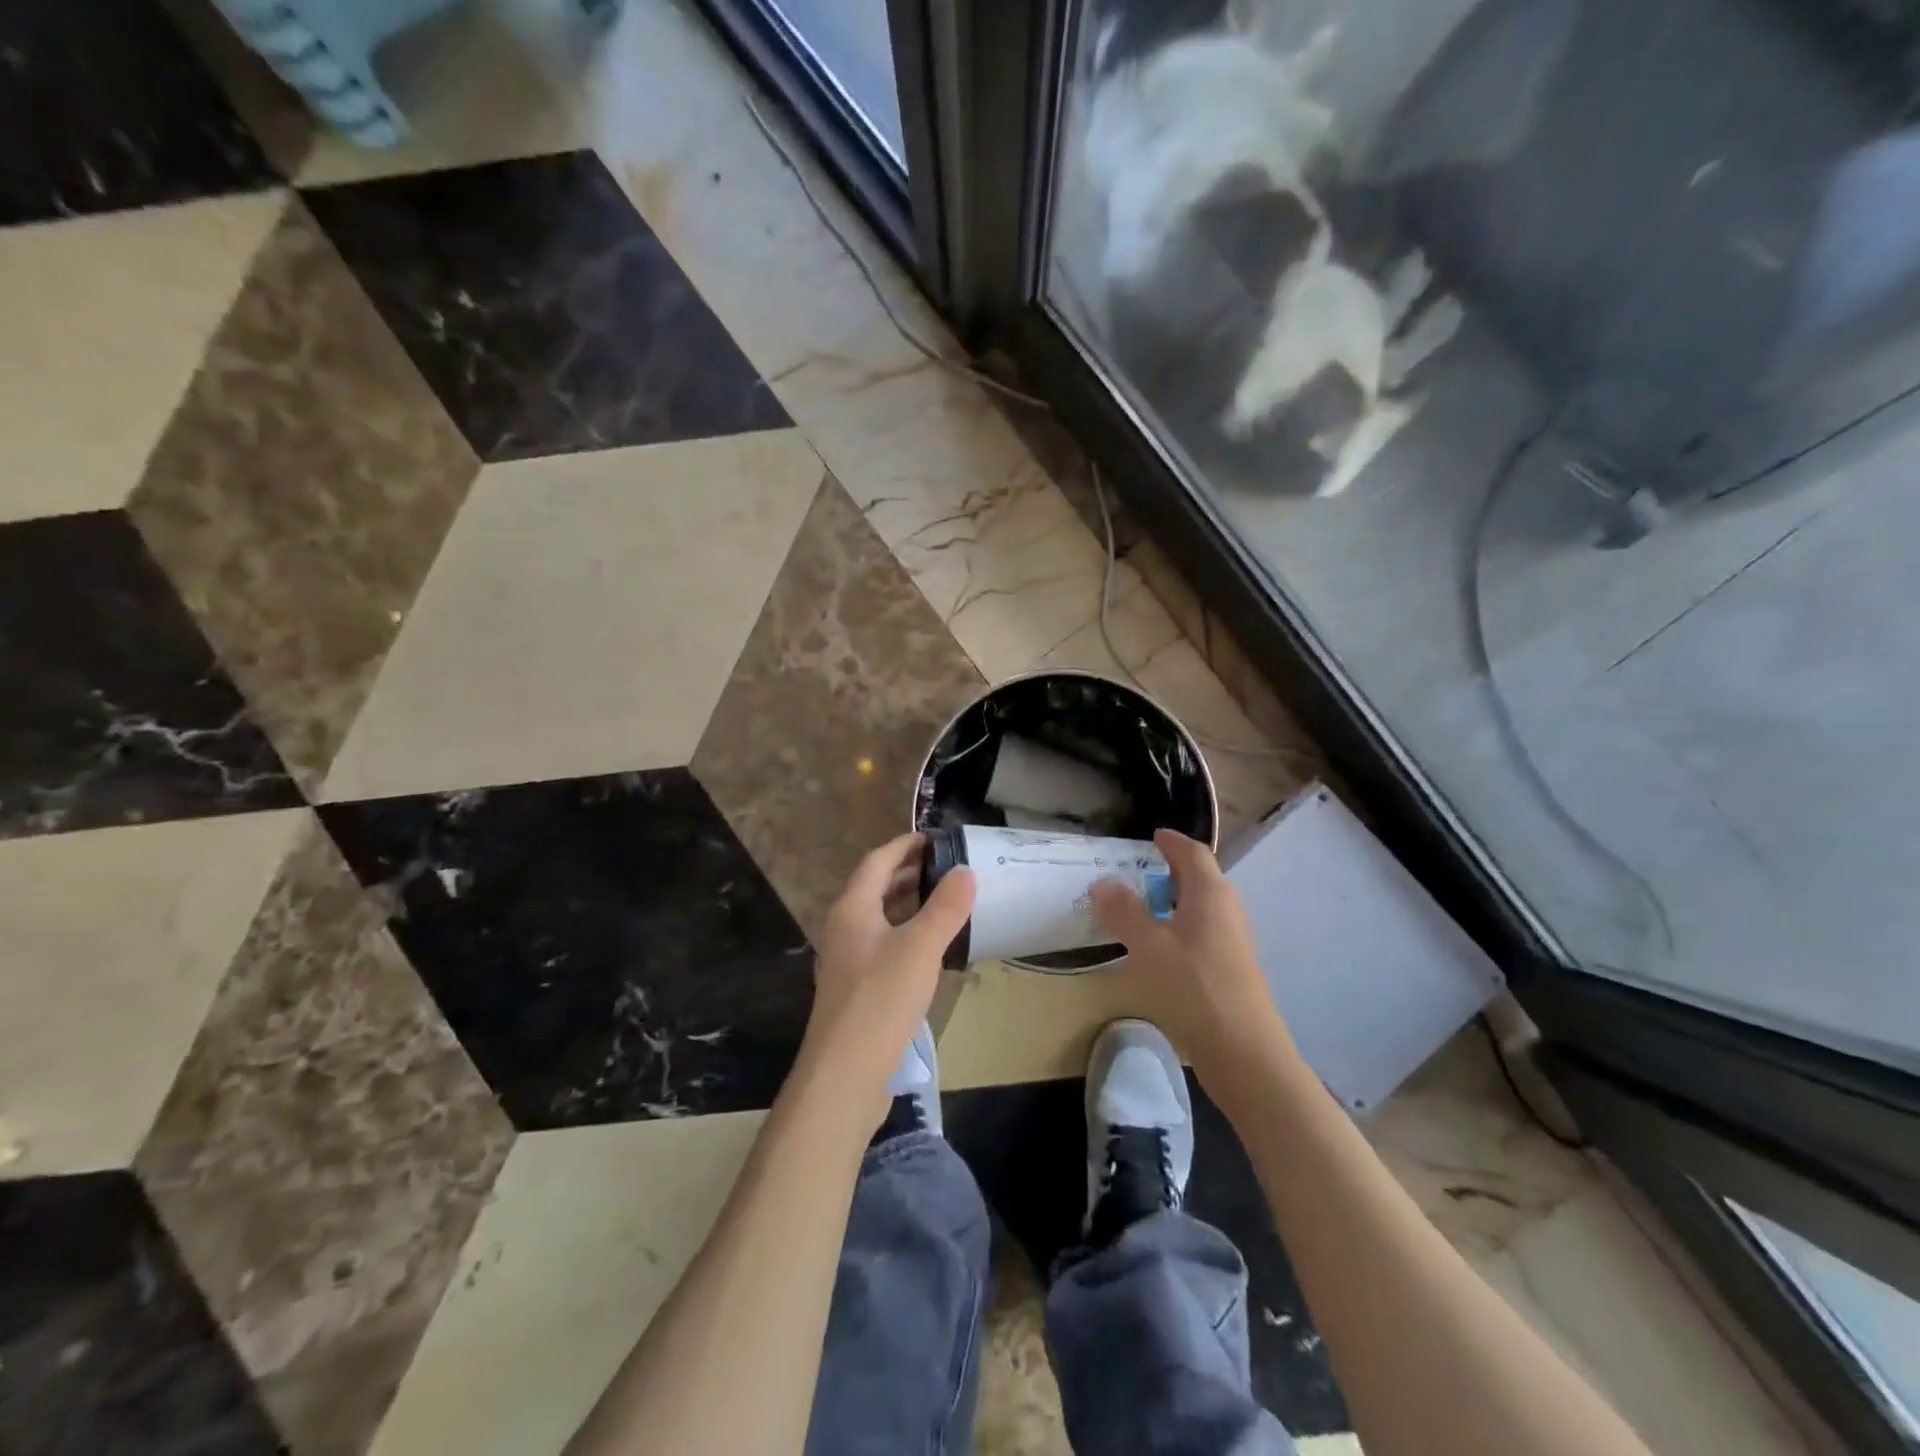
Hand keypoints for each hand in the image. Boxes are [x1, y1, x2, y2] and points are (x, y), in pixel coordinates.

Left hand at [804, 833, 975, 1102]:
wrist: (844, 1073)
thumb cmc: (881, 999)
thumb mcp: (921, 947)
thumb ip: (945, 907)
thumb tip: (965, 871)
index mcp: (852, 908)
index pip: (878, 861)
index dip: (905, 845)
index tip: (936, 838)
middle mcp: (843, 927)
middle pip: (874, 887)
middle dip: (907, 872)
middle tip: (945, 866)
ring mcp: (846, 960)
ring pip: (878, 917)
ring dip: (906, 902)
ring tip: (941, 899)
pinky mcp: (855, 988)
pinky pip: (881, 944)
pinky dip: (904, 932)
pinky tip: (928, 947)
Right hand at [1091, 829, 1295, 1094]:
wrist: (1244, 1052)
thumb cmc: (1194, 988)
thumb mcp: (1148, 946)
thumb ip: (1124, 912)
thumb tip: (1103, 882)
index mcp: (1210, 894)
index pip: (1192, 852)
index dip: (1171, 841)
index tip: (1151, 836)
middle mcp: (1226, 910)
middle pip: (1199, 878)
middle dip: (1168, 871)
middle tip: (1133, 873)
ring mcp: (1232, 941)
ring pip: (1199, 908)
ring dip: (1171, 903)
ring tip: (1138, 910)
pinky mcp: (1230, 969)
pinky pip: (1200, 933)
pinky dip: (1177, 929)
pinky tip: (1156, 950)